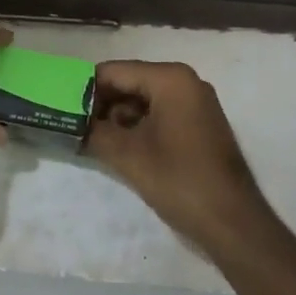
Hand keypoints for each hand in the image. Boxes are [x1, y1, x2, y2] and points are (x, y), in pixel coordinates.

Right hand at [85, 61, 273, 257]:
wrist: (233, 223)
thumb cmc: (179, 180)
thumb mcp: (127, 155)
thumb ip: (94, 131)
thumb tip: (70, 122)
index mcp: (170, 78)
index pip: (114, 71)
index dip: (85, 89)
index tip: (62, 108)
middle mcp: (185, 81)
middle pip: (130, 82)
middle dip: (101, 104)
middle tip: (73, 125)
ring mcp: (196, 102)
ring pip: (143, 100)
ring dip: (118, 117)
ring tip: (91, 139)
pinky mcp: (199, 124)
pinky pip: (160, 113)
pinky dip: (138, 126)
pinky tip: (118, 147)